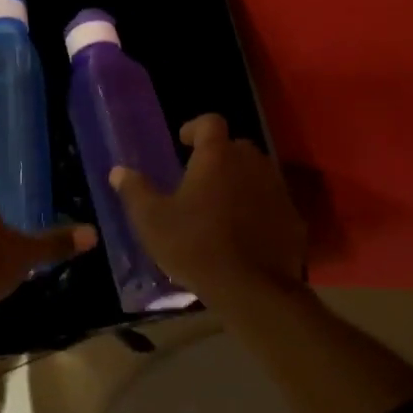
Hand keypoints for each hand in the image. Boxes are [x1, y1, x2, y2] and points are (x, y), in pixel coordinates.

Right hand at [110, 115, 306, 299]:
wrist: (252, 289)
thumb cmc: (194, 246)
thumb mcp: (151, 220)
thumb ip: (134, 191)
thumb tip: (119, 171)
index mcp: (216, 157)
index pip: (210, 122)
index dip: (195, 128)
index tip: (183, 142)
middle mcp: (252, 164)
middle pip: (236, 147)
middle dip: (218, 156)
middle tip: (198, 179)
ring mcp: (277, 191)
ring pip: (257, 174)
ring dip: (239, 181)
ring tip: (220, 206)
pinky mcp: (293, 219)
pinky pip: (272, 203)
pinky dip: (258, 209)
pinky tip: (244, 233)